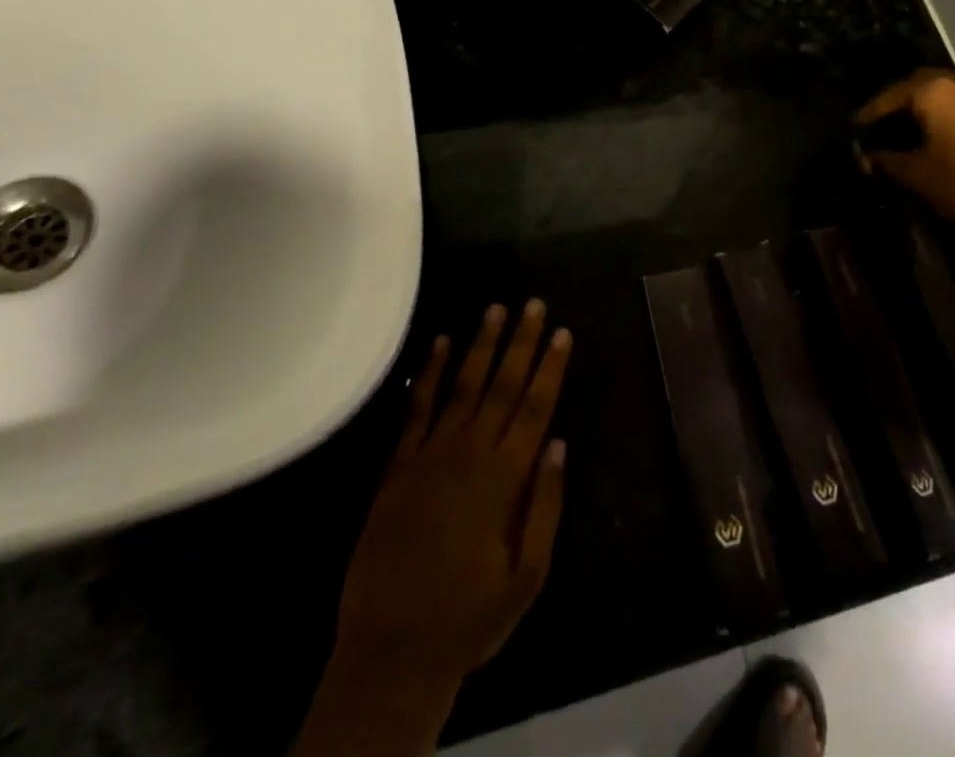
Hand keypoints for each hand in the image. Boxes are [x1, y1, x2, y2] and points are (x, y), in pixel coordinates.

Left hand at [294, 301, 573, 756]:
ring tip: (495, 308)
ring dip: (481, 345)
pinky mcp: (398, 465)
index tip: (563, 331)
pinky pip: (417, 409)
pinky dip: (429, 373)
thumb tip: (558, 444)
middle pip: (502, 385)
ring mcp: (430, 455)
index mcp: (504, 479)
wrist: (391, 650)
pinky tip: (439, 343)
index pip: (535, 408)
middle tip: (534, 303)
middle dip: (521, 342)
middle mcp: (469, 454)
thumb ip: (544, 507)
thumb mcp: (526, 578)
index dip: (550, 367)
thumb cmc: (469, 618)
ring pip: (462, 385)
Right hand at [857, 69, 954, 229]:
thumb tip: (866, 158)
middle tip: (884, 121)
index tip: (857, 126)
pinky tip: (940, 137)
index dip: (872, 112)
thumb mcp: (917, 174)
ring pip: (947, 94)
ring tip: (911, 129)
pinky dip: (948, 116)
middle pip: (922, 84)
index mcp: (935, 92)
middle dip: (901, 101)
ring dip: (928, 108)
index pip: (892, 95)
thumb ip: (886, 161)